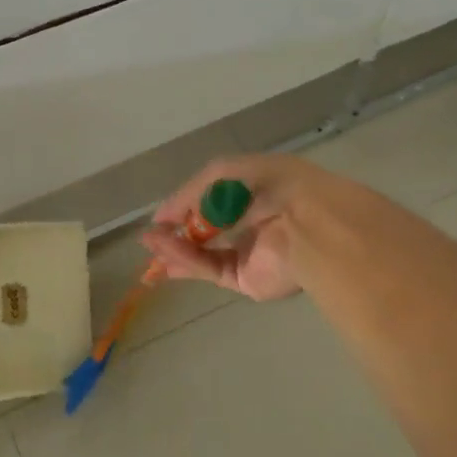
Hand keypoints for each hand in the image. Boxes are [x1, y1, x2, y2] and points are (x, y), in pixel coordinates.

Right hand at [140, 154, 337, 301]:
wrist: (306, 220)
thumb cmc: (267, 185)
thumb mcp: (221, 175)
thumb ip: (189, 195)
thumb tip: (161, 218)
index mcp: (252, 194)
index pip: (213, 203)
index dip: (185, 208)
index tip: (161, 217)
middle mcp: (251, 225)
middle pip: (206, 233)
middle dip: (176, 233)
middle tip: (150, 236)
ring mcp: (250, 255)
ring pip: (205, 255)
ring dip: (175, 249)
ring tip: (150, 244)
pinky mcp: (248, 282)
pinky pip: (211, 270)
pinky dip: (187, 261)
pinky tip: (167, 252)